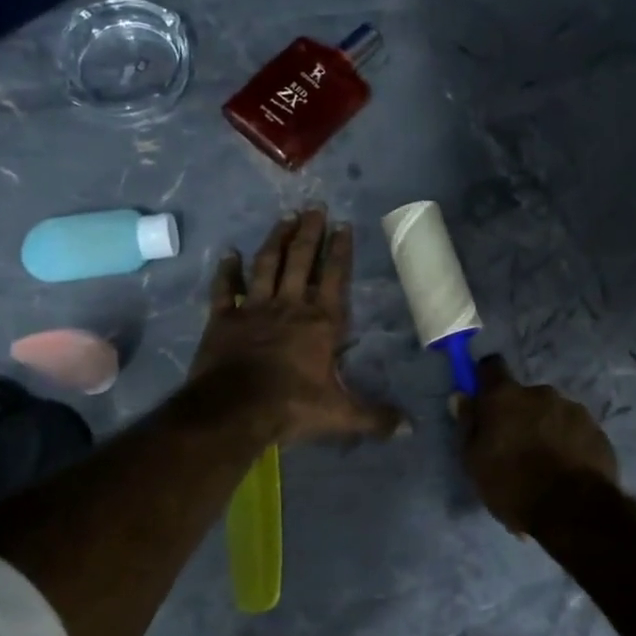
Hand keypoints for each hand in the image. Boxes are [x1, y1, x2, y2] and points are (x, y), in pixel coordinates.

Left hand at [191, 207, 406, 445]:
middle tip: (314, 207)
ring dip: (276, 241)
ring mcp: (254, 309)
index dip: (340, 251)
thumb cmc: (292, 407)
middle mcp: (290, 306)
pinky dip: (226, 271)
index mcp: (321, 322)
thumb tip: (412, 429)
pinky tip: (228, 253)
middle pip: (301, 260)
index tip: (343, 225)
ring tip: (284, 218)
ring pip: (267, 266)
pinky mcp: (223, 320)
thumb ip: (376, 417)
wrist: (235, 410)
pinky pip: (225, 290)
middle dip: (309, 233)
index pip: (335, 278)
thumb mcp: (341, 415)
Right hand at [455, 355, 618, 533]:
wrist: (573, 509)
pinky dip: (569, 443)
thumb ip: (468, 424)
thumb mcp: (475, 461)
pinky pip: (575, 430)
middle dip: (520, 414)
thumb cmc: (512, 485)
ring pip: (552, 413)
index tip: (485, 399)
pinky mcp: (596, 429)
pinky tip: (566, 470)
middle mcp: (540, 392)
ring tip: (545, 465)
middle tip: (517, 447)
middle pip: (524, 395)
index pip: (491, 366)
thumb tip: (461, 396)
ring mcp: (572, 409)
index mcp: (505, 396)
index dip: (486, 379)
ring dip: (546, 429)